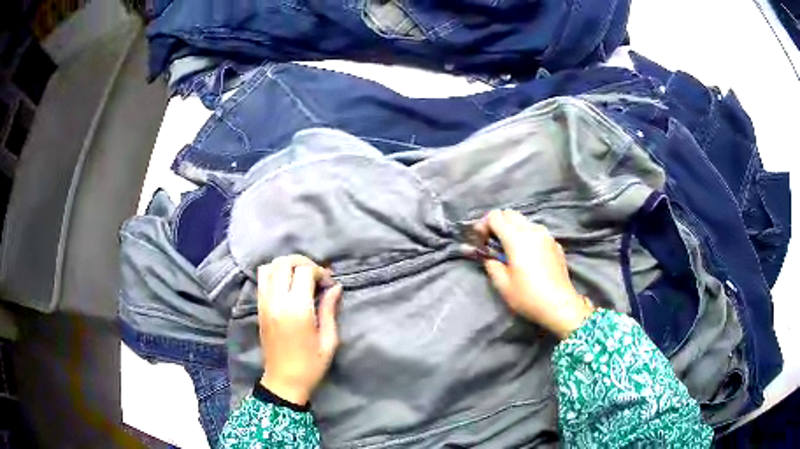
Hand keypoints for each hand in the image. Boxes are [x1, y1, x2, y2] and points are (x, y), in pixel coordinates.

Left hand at [257, 255, 342, 404]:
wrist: (284, 381)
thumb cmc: (311, 364)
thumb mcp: (329, 340)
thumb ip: (330, 310)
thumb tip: (335, 287)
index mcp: (297, 310)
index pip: (304, 271)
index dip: (320, 271)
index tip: (329, 284)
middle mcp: (277, 301)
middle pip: (284, 262)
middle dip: (302, 262)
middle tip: (316, 275)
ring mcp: (264, 303)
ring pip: (269, 267)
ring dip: (286, 265)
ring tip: (300, 277)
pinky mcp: (258, 308)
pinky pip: (262, 279)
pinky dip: (274, 273)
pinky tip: (287, 285)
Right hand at [476, 210, 594, 339]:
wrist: (560, 305)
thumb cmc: (528, 296)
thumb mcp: (502, 284)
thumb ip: (491, 264)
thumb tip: (488, 256)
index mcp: (516, 238)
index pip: (495, 216)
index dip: (484, 225)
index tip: (481, 240)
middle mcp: (532, 230)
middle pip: (510, 213)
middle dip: (498, 223)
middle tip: (493, 243)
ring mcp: (546, 235)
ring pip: (525, 221)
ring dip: (514, 228)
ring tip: (511, 249)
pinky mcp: (555, 243)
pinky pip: (537, 232)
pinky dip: (528, 236)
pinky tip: (528, 256)